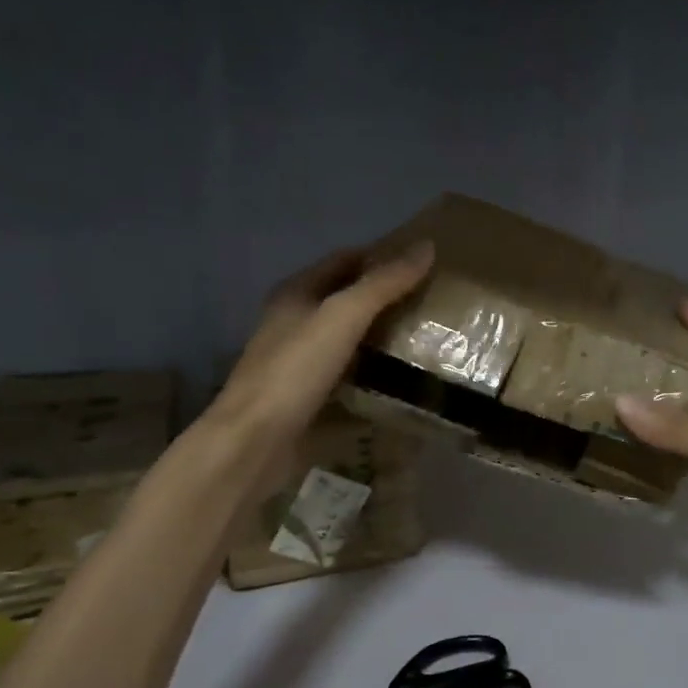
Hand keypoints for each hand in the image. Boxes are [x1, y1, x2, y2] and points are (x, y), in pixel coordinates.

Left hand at [205, 241, 434, 452]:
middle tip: (431, 301)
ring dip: (380, 337)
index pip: (343, 259)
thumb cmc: (295, 369)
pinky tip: (400, 380)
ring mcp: (299, 362)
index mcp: (295, 293)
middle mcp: (294, 322)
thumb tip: (427, 246)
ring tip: (425, 337)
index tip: (422, 262)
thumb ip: (383, 283)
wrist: (256, 440)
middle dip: (384, 298)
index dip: (380, 255)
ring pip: (347, 339)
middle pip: (345, 299)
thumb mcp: (343, 317)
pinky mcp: (308, 397)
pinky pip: (347, 375)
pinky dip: (372, 373)